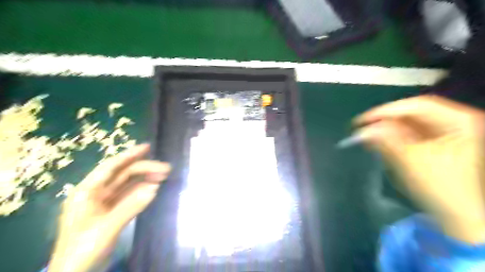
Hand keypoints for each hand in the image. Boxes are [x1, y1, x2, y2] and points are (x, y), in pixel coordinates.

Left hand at [48, 145, 169, 271]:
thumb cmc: (83, 250)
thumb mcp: (106, 228)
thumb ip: (130, 206)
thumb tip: (154, 188)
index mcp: (87, 192)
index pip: (110, 168)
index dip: (129, 155)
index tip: (147, 147)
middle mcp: (96, 193)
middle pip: (123, 175)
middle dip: (144, 168)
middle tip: (166, 168)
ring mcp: (105, 203)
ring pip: (128, 185)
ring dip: (145, 179)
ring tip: (164, 176)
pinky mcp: (112, 212)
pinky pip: (130, 196)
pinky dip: (142, 191)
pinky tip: (154, 188)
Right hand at [355, 94, 484, 242]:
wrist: (455, 213)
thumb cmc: (438, 186)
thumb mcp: (410, 160)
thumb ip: (386, 140)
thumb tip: (361, 130)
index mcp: (458, 122)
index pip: (418, 105)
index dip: (387, 111)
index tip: (363, 120)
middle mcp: (452, 121)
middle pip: (412, 113)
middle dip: (385, 121)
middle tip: (362, 127)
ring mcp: (443, 131)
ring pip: (407, 123)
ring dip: (385, 129)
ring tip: (365, 135)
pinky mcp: (432, 141)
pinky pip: (407, 133)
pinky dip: (390, 136)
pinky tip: (376, 141)